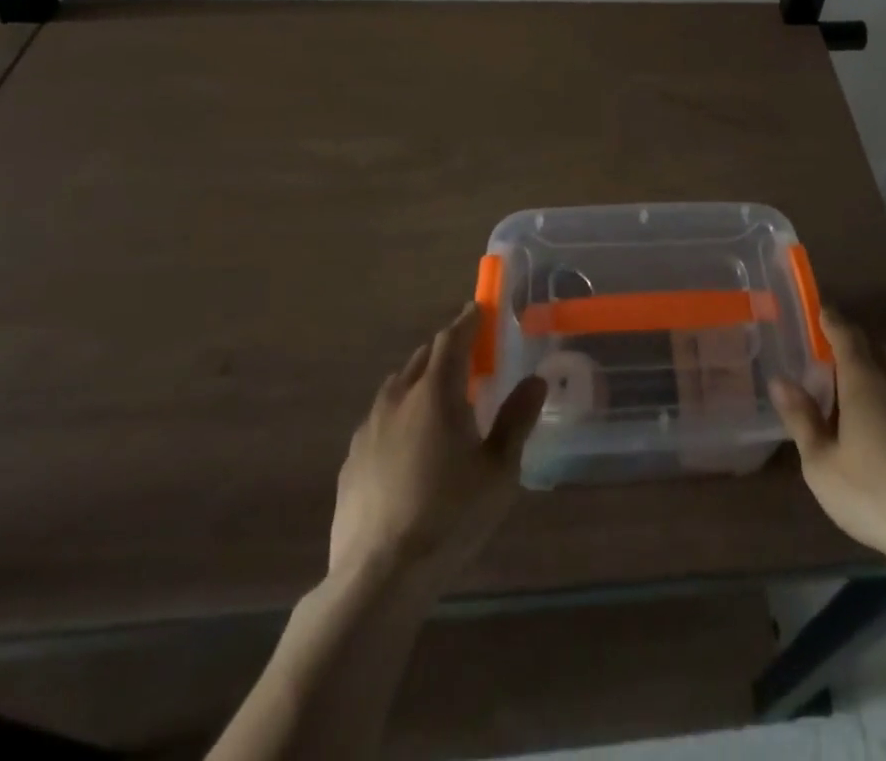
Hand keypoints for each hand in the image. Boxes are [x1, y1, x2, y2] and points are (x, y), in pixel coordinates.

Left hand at [329, 301, 546, 582]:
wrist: (378, 576)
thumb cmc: (449, 516)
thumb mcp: (499, 470)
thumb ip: (517, 420)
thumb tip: (535, 381)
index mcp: (436, 393)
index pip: (452, 339)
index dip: (468, 321)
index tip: (479, 309)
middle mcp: (398, 399)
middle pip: (423, 358)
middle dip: (446, 350)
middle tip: (469, 359)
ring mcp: (368, 429)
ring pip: (397, 387)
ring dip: (420, 381)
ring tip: (440, 399)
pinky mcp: (350, 460)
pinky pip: (379, 419)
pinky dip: (399, 415)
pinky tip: (408, 444)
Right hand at [770, 310, 885, 568]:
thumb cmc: (874, 495)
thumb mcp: (822, 464)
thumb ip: (801, 418)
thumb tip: (780, 381)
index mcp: (864, 382)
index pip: (846, 334)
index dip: (831, 319)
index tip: (819, 310)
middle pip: (874, 346)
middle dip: (853, 341)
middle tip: (831, 351)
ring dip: (876, 366)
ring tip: (858, 384)